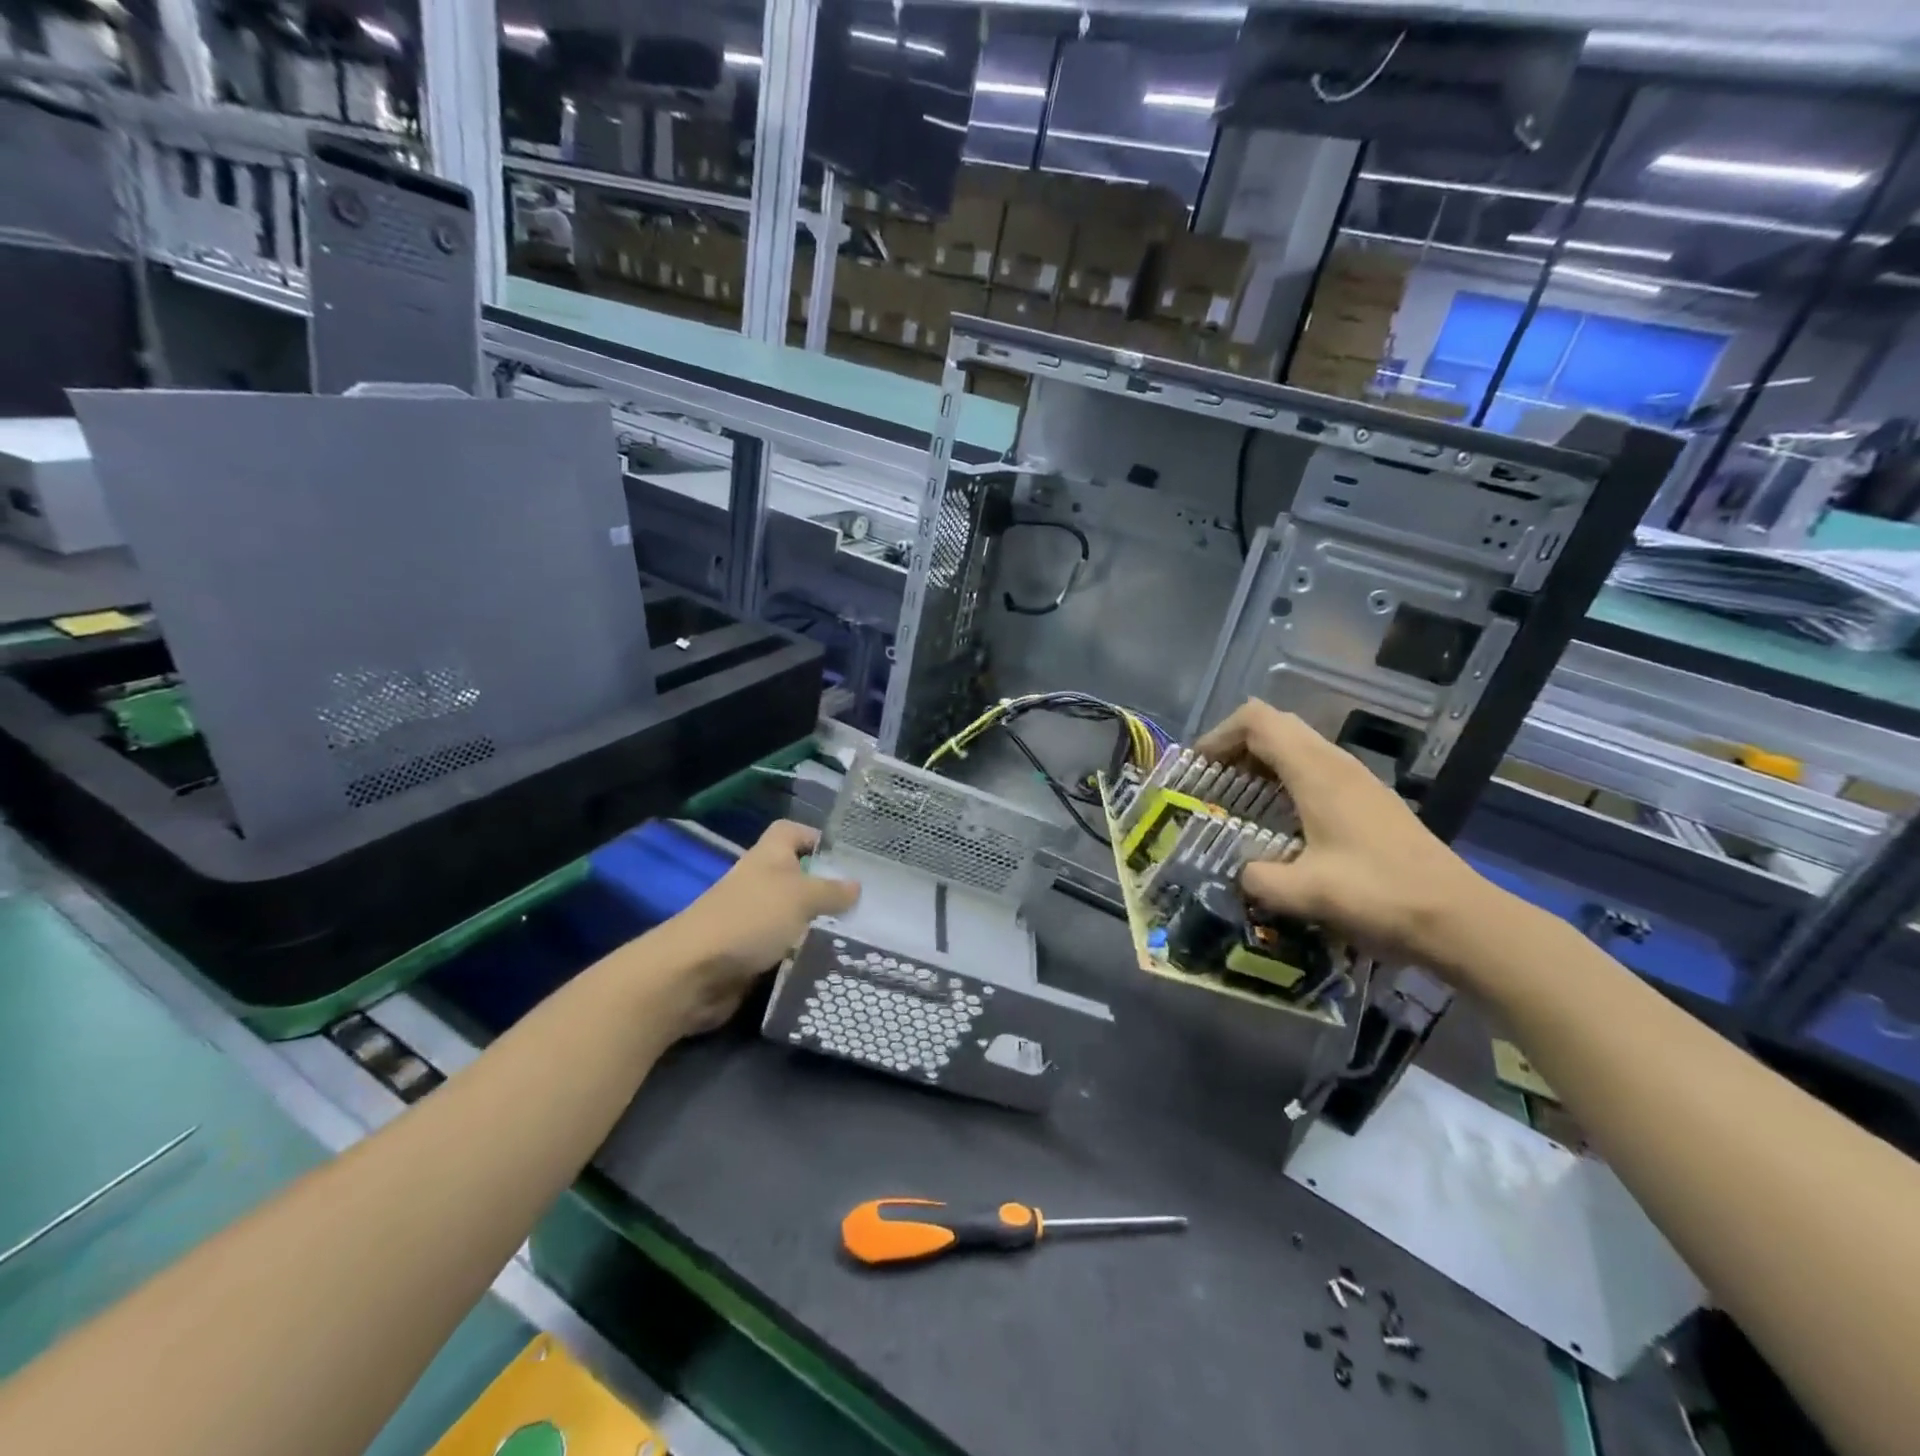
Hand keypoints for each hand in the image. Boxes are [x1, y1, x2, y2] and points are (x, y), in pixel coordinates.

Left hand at [658, 820, 859, 1035]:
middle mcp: (760, 882)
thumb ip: (831, 891)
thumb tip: (856, 885)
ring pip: (793, 915)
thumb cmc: (750, 919)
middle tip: (865, 901)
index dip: (816, 837)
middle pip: (797, 876)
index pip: (792, 832)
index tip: (848, 856)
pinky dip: (803, 952)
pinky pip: (784, 947)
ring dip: (818, 924)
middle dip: (827, 887)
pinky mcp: (750, 952)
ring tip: (858, 934)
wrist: (694, 972)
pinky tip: (831, 961)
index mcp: (768, 857)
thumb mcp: (801, 897)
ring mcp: (752, 919)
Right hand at [1193, 701, 1488, 967]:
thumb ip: (1257, 879)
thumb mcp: (1305, 893)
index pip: (1257, 720)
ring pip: (1297, 746)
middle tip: (1212, 783)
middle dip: (1235, 747)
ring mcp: (1357, 780)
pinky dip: (1284, 779)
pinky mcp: (1369, 799)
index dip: (1220, 734)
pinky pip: (1315, 769)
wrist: (1460, 919)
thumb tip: (1239, 873)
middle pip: (1275, 726)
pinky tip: (1278, 821)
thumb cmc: (1380, 896)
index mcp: (1317, 772)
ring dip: (1260, 762)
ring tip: (1236, 800)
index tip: (1198, 768)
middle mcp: (1336, 764)